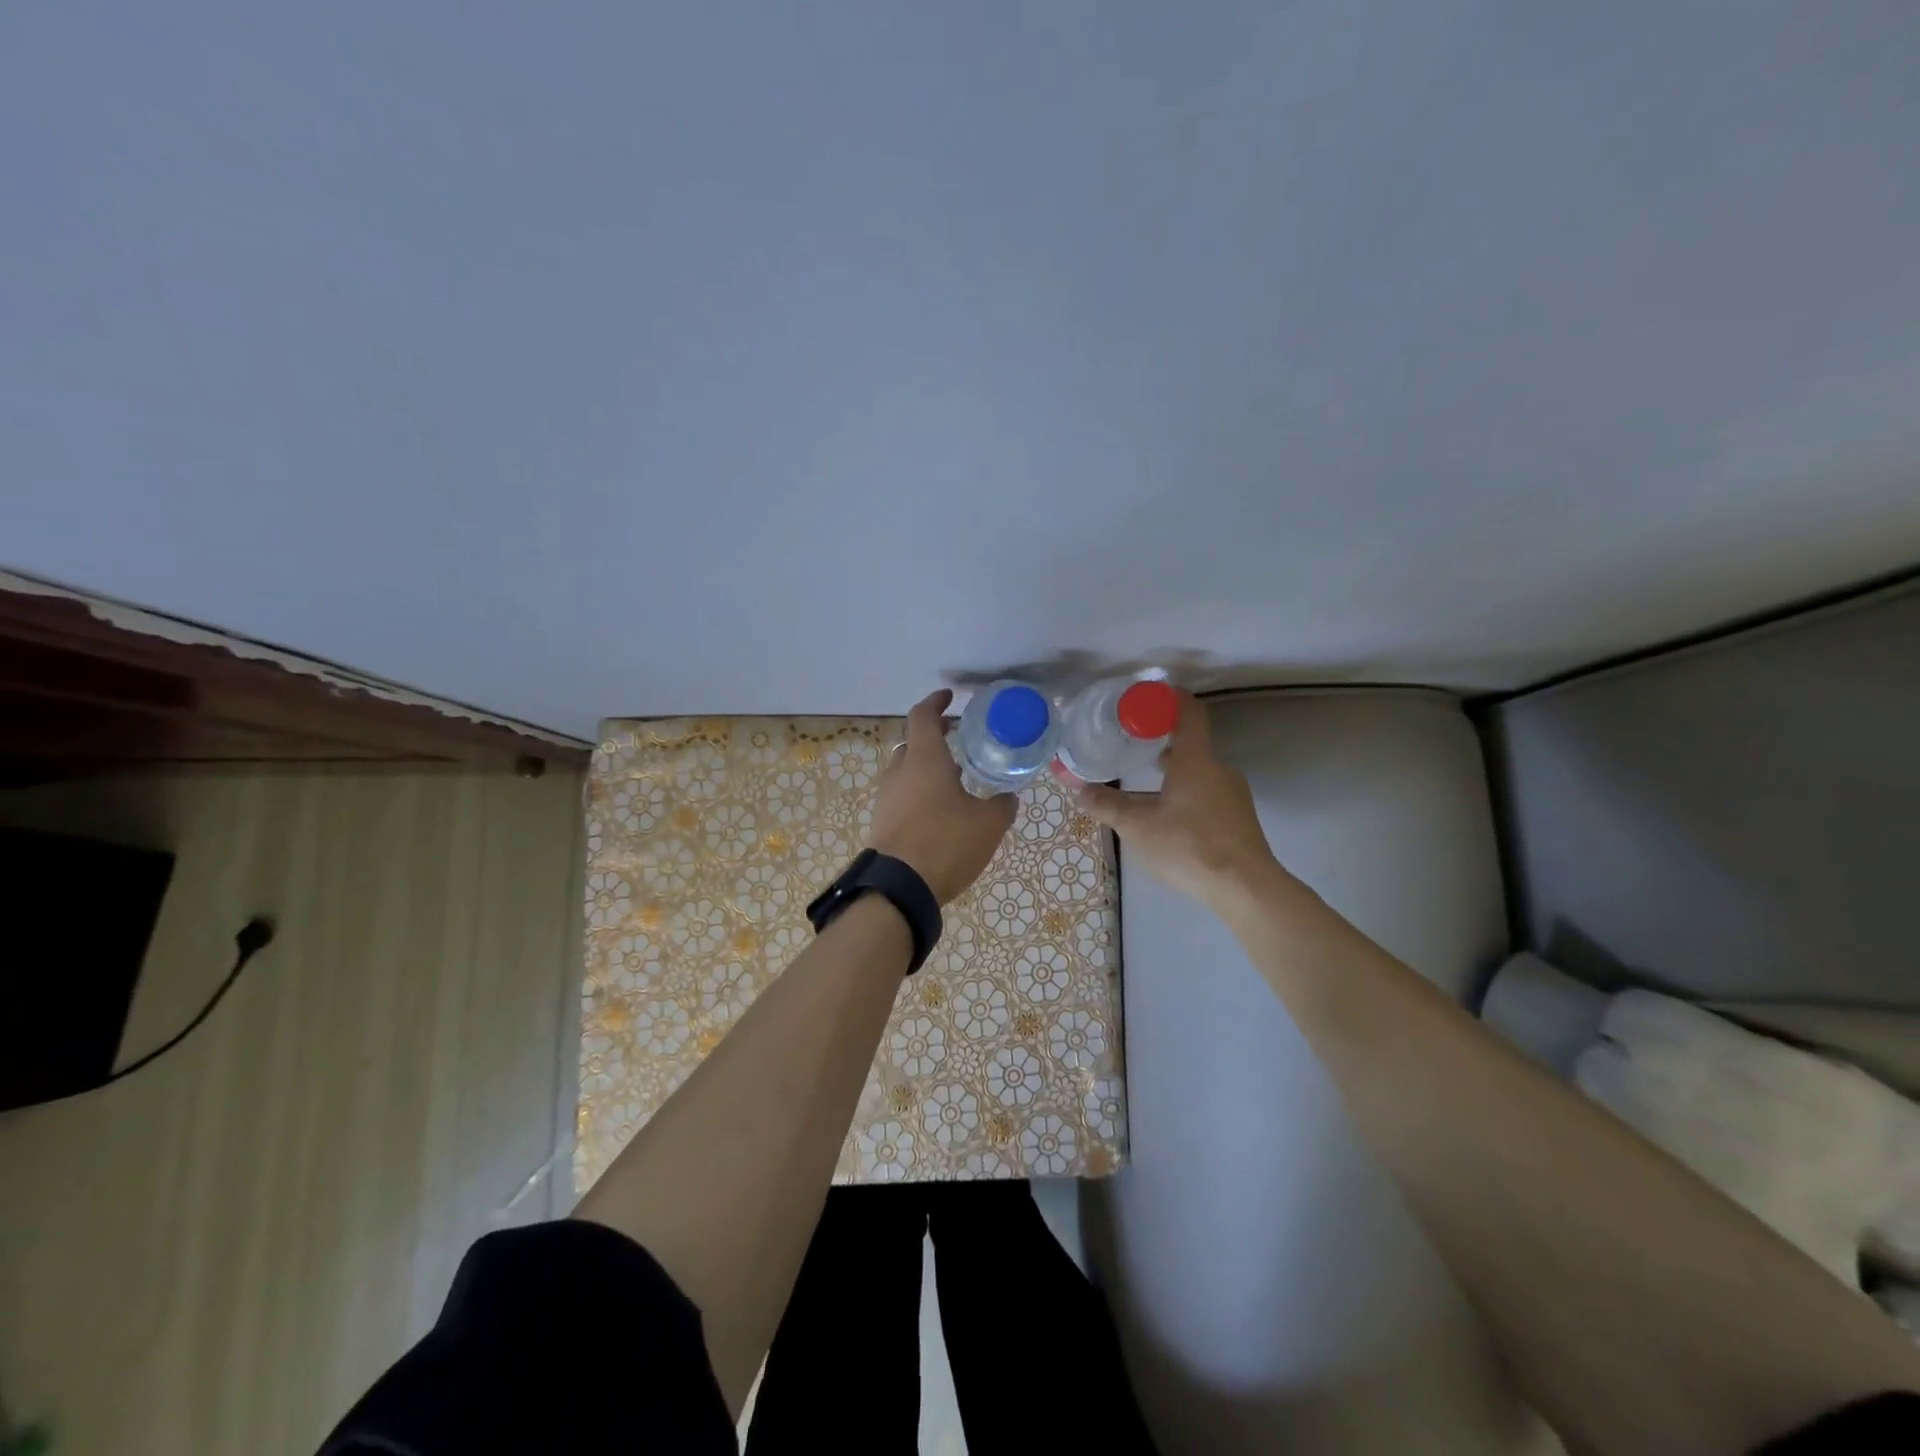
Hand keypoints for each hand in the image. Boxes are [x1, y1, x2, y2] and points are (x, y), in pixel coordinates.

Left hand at [867, 689, 1016, 904]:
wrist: (898, 888)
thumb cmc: (945, 843)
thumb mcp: (988, 824)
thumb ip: (1002, 805)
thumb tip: (1008, 796)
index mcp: (924, 759)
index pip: (923, 716)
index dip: (936, 702)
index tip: (950, 697)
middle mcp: (900, 771)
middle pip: (913, 742)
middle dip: (934, 737)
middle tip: (957, 738)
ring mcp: (887, 798)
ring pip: (907, 770)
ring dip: (927, 767)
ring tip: (956, 778)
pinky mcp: (883, 822)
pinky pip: (903, 795)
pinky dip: (920, 792)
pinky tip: (942, 810)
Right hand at [1075, 692, 1282, 908]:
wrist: (1246, 888)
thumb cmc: (1190, 846)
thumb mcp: (1138, 826)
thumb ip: (1108, 805)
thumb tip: (1080, 790)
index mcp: (1197, 760)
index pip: (1188, 711)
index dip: (1167, 698)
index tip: (1144, 698)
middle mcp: (1219, 768)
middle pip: (1190, 743)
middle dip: (1159, 740)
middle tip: (1130, 743)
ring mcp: (1233, 794)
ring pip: (1198, 771)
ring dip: (1171, 770)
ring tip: (1142, 781)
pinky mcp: (1237, 818)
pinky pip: (1207, 792)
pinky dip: (1184, 791)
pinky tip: (1166, 815)